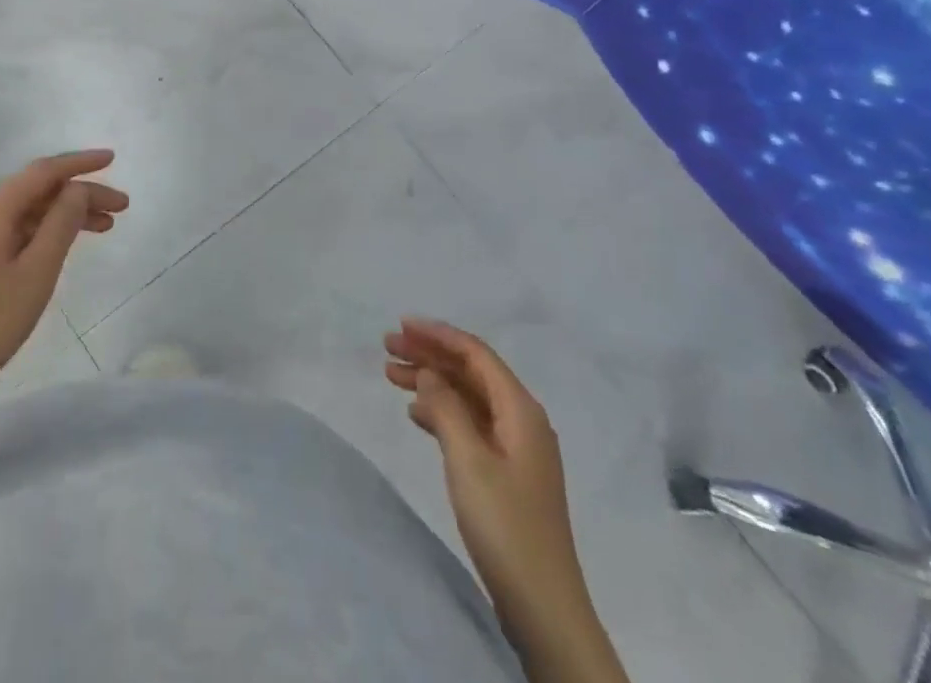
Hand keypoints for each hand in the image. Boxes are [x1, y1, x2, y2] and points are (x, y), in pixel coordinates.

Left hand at [0, 151, 127, 419]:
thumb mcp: (37, 272)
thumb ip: (62, 223)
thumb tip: (78, 189)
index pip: (46, 171)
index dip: (82, 163)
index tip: (113, 159)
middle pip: (39, 189)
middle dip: (81, 194)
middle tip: (121, 208)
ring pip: (29, 210)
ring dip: (66, 214)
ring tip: (106, 227)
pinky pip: (15, 227)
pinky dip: (45, 230)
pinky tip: (67, 243)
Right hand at [384, 319, 579, 611]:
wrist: (544, 606)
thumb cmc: (505, 525)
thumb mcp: (468, 459)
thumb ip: (446, 407)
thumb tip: (430, 372)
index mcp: (520, 408)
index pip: (475, 353)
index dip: (437, 334)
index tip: (401, 325)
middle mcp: (522, 419)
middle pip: (470, 372)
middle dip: (429, 355)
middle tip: (386, 348)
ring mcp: (516, 447)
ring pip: (467, 397)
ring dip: (432, 383)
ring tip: (390, 376)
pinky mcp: (507, 473)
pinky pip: (470, 424)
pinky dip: (442, 413)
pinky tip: (416, 415)